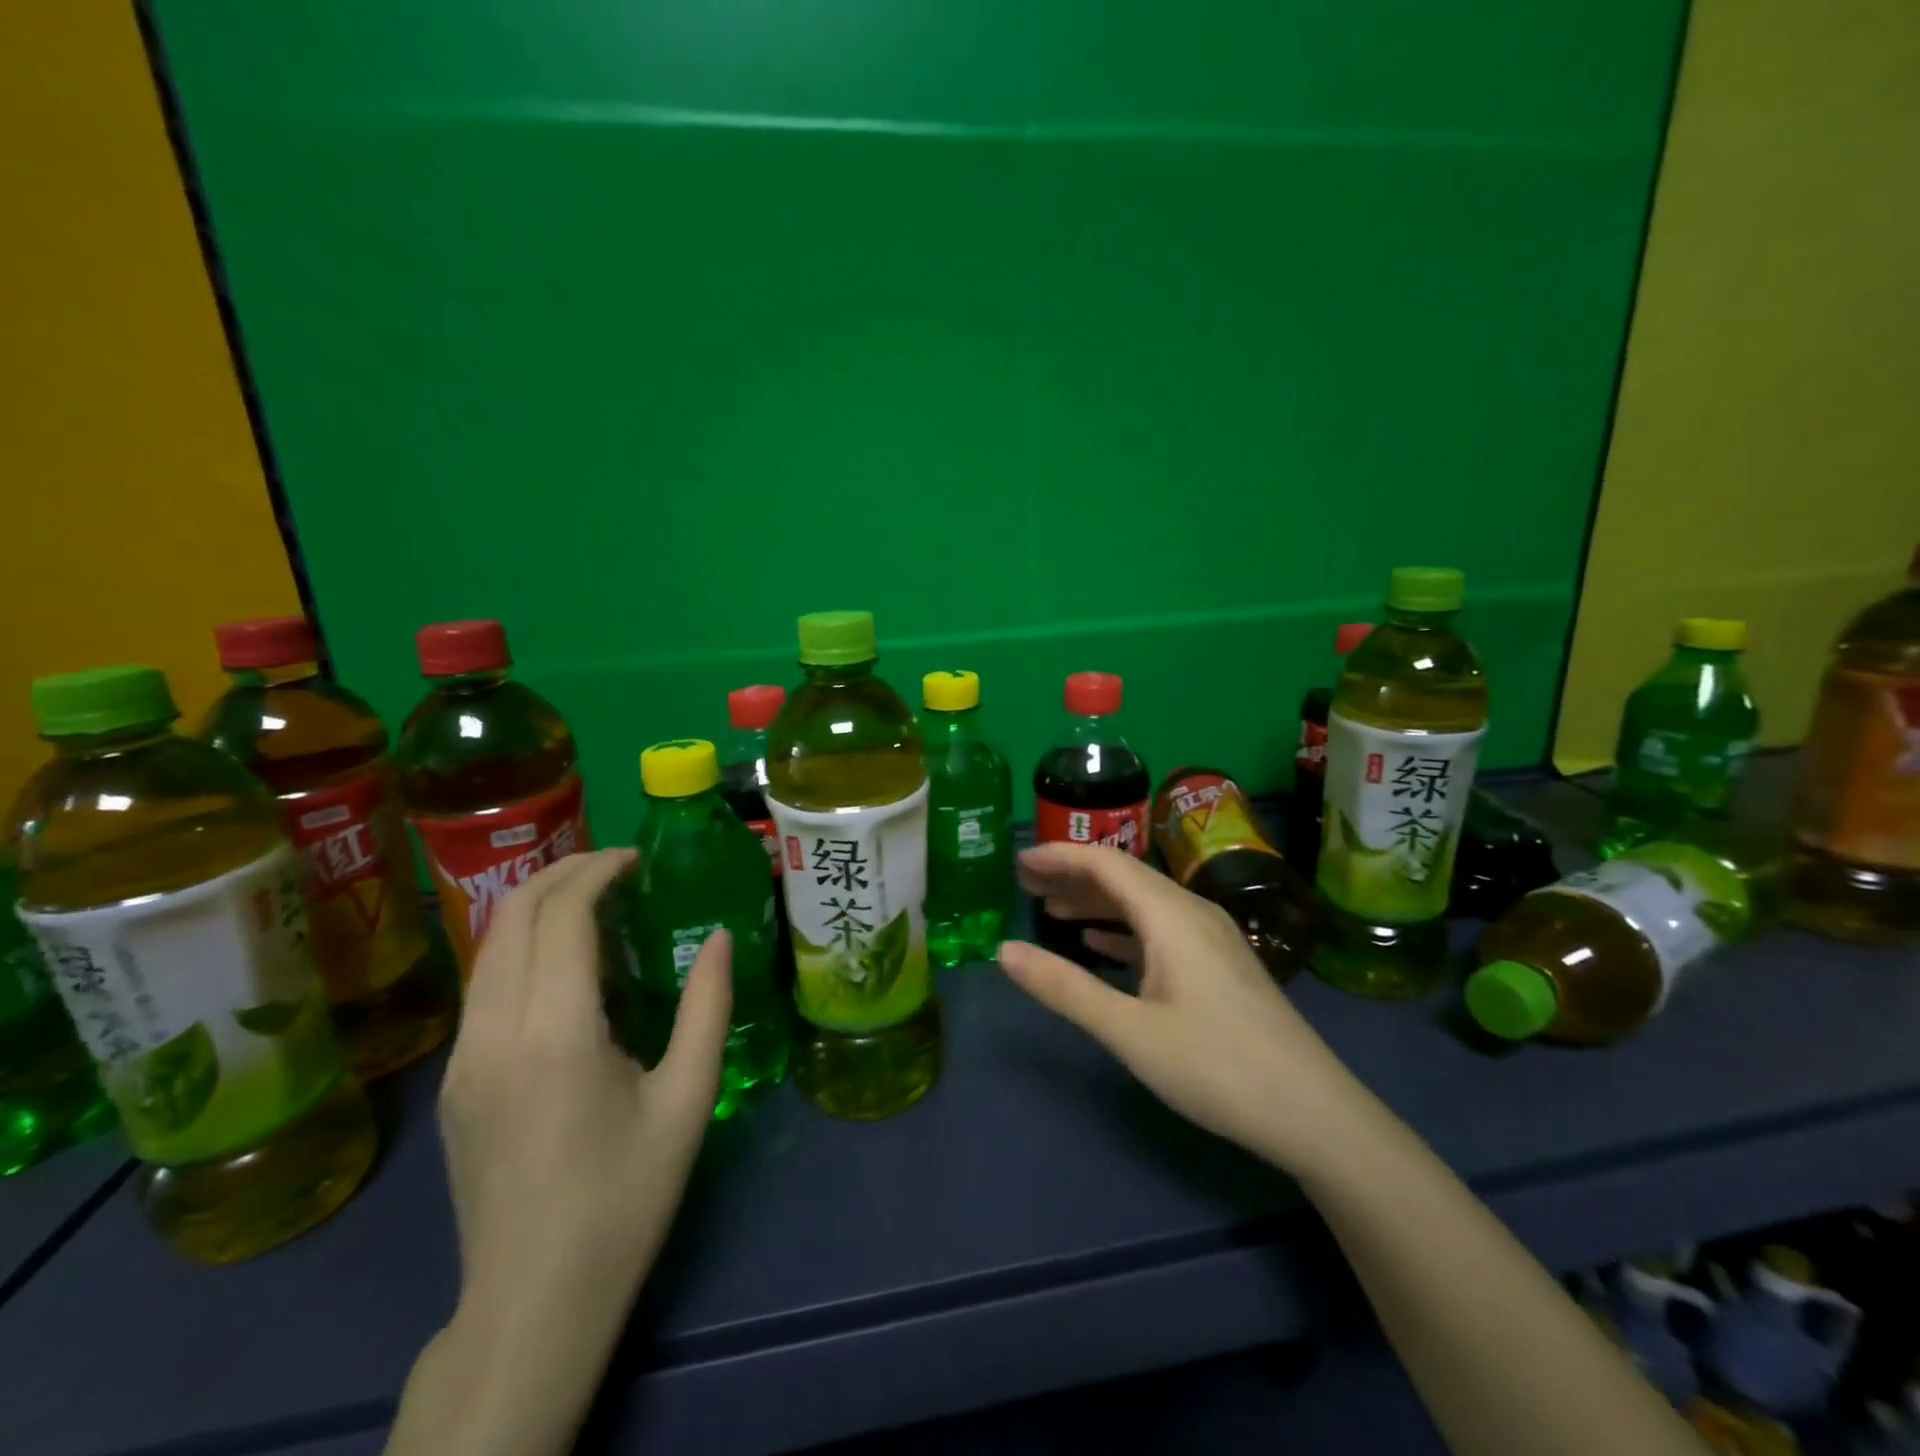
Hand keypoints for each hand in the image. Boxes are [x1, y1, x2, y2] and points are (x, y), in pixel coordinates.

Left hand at [440, 848, 731, 1318]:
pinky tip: (564, 961)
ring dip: (537, 906)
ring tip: (594, 899)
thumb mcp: (688, 1099)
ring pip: (488, 946)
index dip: (597, 872)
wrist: (535, 1298)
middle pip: (512, 917)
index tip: (636, 858)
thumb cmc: (626, 1196)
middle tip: (617, 865)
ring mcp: (464, 1058)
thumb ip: (707, 1007)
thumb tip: (720, 936)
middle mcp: (495, 1033)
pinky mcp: (455, 1079)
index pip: (562, 917)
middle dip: (563, 873)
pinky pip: (484, 984)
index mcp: (557, 1034)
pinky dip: (521, 945)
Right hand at [998, 843, 1370, 1175]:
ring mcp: (1210, 937)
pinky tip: (1099, 945)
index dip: (1059, 855)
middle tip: (1025, 884)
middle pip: (1123, 876)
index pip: (1106, 862)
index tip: (1019, 862)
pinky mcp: (1218, 964)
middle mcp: (1191, 912)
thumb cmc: (1216, 1067)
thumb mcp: (1130, 1031)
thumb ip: (1064, 988)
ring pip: (1142, 903)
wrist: (1313, 1113)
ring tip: (1050, 911)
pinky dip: (1122, 930)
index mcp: (1170, 915)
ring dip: (1095, 902)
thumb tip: (1004, 951)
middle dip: (1072, 875)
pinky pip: (1159, 929)